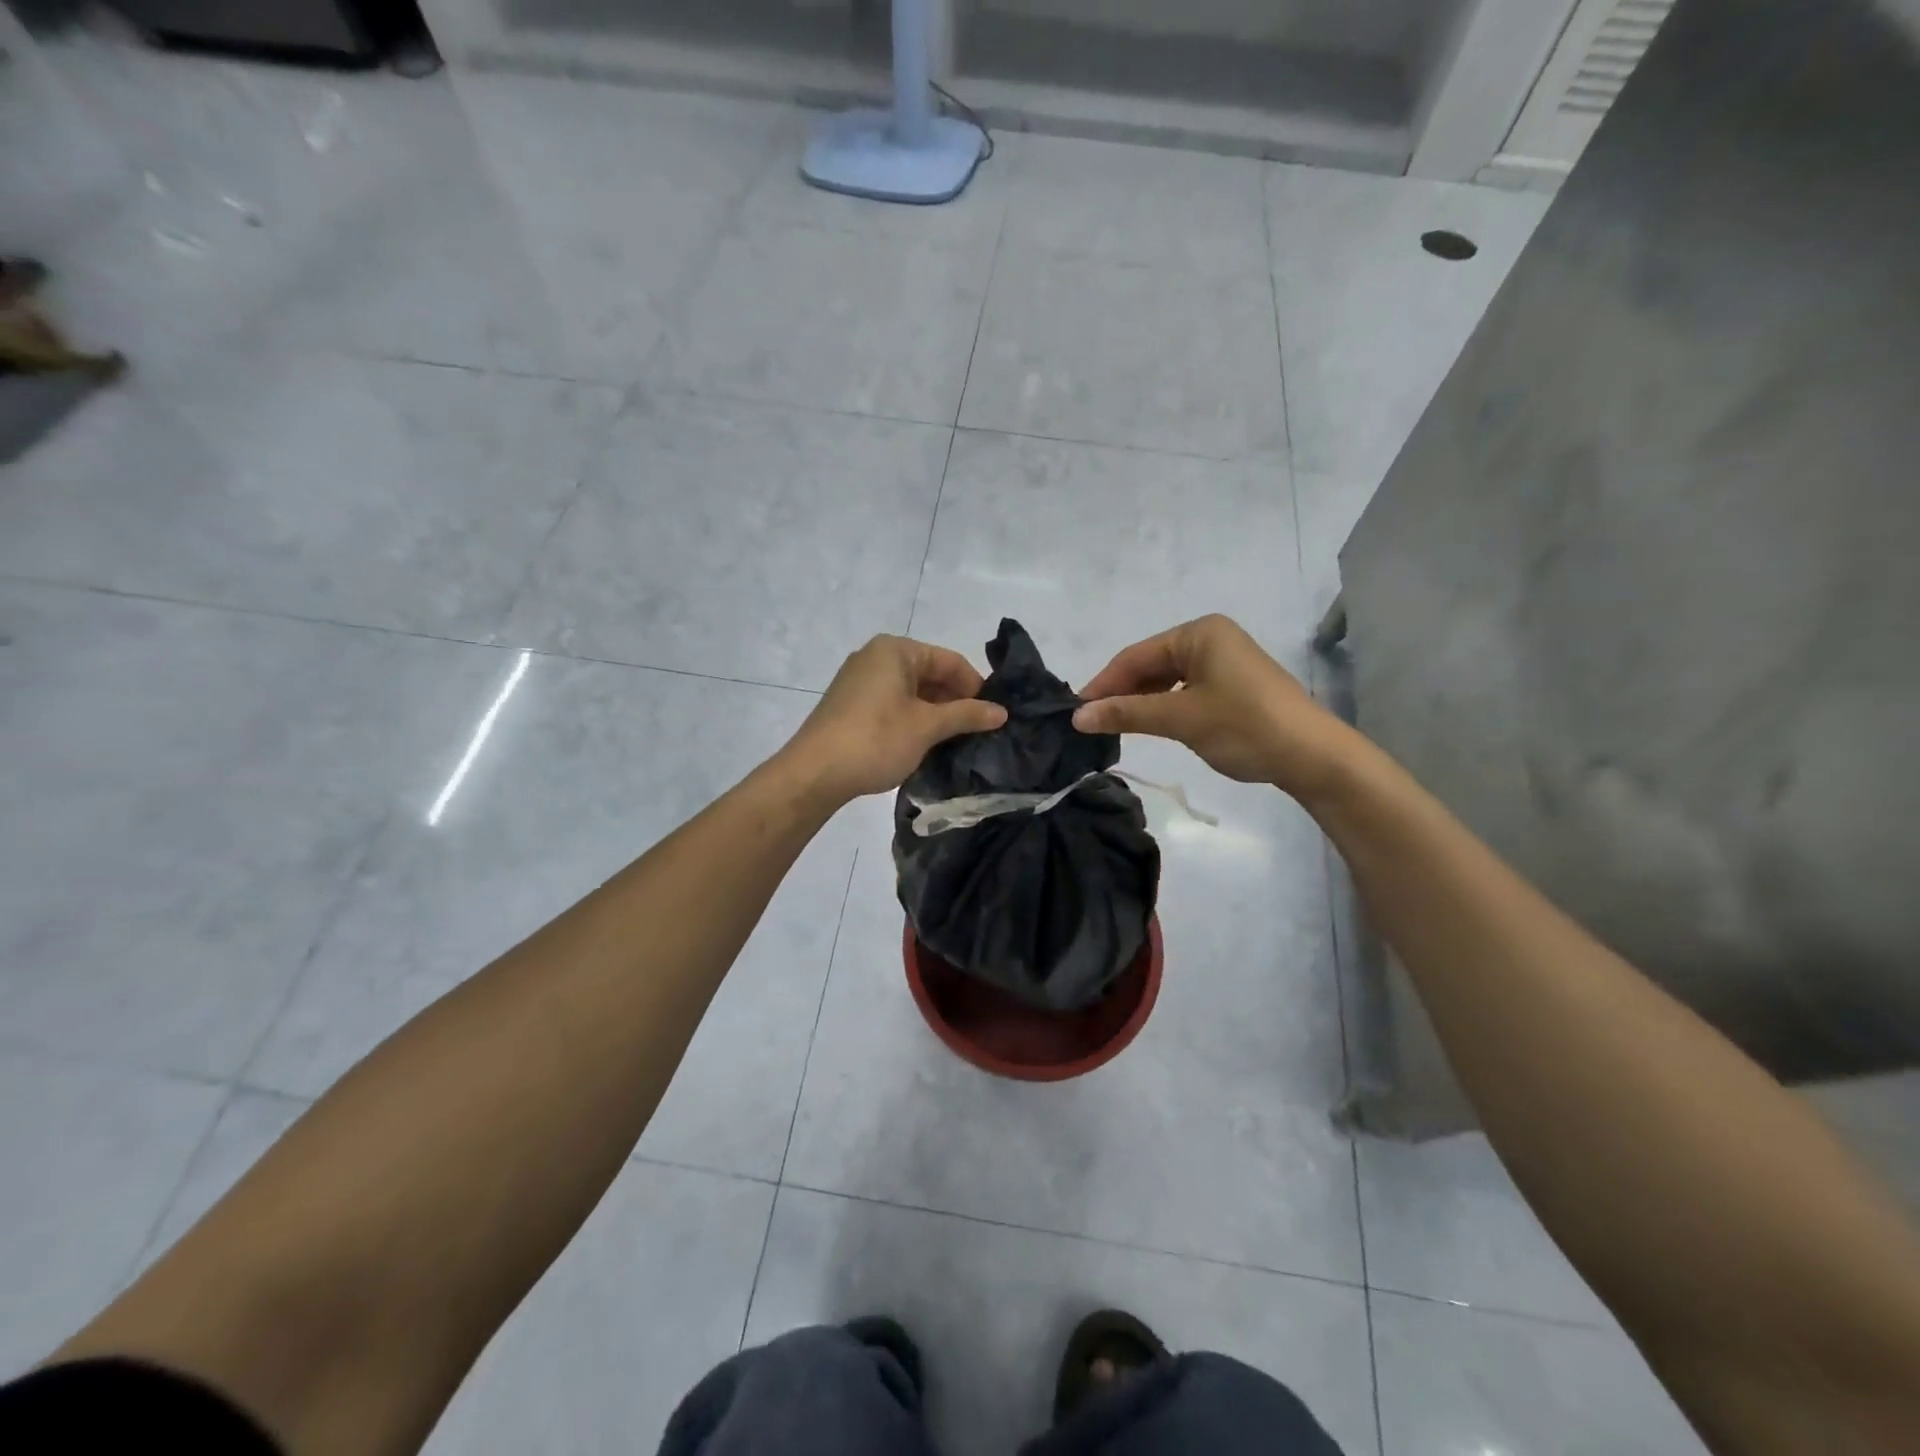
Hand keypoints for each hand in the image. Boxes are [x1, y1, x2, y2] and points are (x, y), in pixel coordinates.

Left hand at [784, 635, 1007, 803]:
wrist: (814, 773)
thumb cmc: (876, 739)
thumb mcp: (927, 726)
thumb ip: (966, 715)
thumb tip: (1002, 711)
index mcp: (895, 650)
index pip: (950, 661)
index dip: (976, 687)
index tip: (993, 716)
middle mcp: (876, 657)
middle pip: (930, 673)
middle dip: (955, 701)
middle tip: (978, 732)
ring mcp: (859, 681)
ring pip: (911, 691)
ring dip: (935, 713)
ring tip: (955, 741)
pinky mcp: (850, 705)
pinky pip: (893, 704)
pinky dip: (913, 719)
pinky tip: (924, 743)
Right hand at [1072, 615, 1355, 797]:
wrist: (1311, 755)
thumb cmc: (1243, 726)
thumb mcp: (1180, 718)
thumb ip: (1127, 713)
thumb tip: (1078, 716)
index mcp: (1198, 632)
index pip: (1135, 655)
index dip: (1103, 684)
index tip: (1076, 712)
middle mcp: (1210, 637)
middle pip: (1150, 664)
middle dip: (1121, 693)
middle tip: (1091, 722)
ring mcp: (1224, 660)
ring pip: (1167, 679)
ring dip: (1141, 701)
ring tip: (1115, 726)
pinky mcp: (1233, 684)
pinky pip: (1186, 689)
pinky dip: (1165, 706)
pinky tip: (1151, 724)